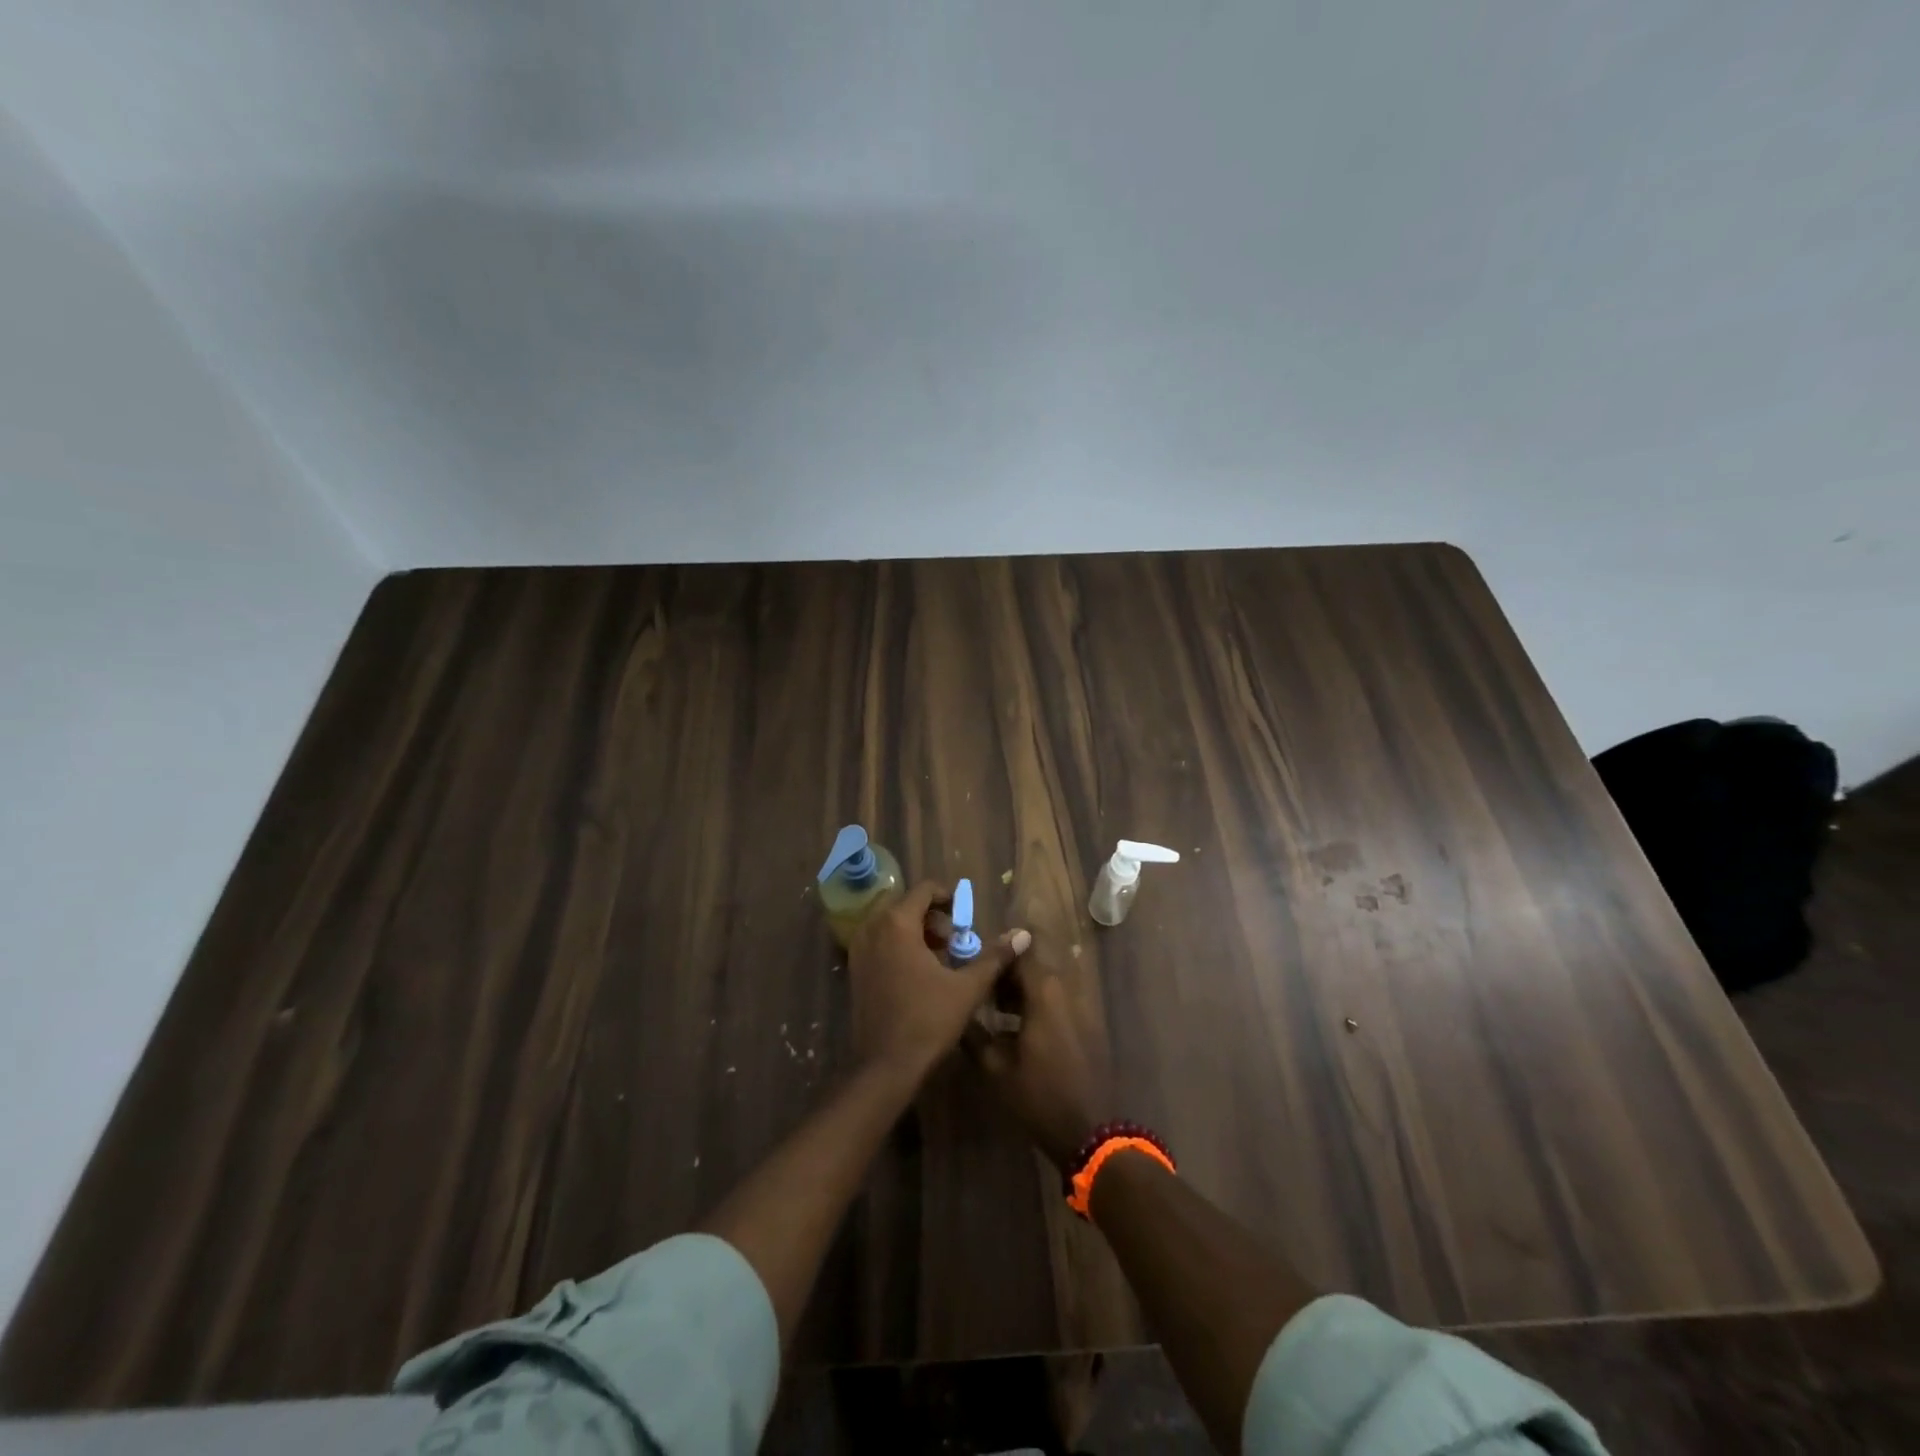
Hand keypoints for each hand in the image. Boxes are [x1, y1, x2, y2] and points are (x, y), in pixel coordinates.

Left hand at [848, 881, 1029, 1082]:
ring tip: (939, 958)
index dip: (948, 898)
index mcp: (897, 924)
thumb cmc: (928, 1021)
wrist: (885, 1067)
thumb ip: (994, 957)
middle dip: (933, 917)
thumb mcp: (967, 988)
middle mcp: (872, 929)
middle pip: (906, 905)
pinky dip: (899, 946)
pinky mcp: (854, 970)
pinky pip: (879, 942)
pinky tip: (918, 973)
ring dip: (916, 931)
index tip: (965, 919)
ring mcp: (858, 950)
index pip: (924, 890)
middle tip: (954, 941)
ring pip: (891, 924)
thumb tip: (1023, 934)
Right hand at [967, 955, 1109, 1168]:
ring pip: (1049, 981)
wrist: (1090, 1130)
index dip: (1000, 949)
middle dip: (1009, 970)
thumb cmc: (1039, 1096)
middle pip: (1036, 963)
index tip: (978, 958)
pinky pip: (1062, 998)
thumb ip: (973, 1034)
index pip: (1023, 949)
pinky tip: (1022, 1026)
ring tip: (998, 1008)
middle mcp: (1067, 990)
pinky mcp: (1090, 1024)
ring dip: (1025, 987)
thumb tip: (958, 1013)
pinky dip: (1041, 1002)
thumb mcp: (995, 1068)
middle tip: (983, 987)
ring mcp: (1083, 1006)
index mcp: (1044, 992)